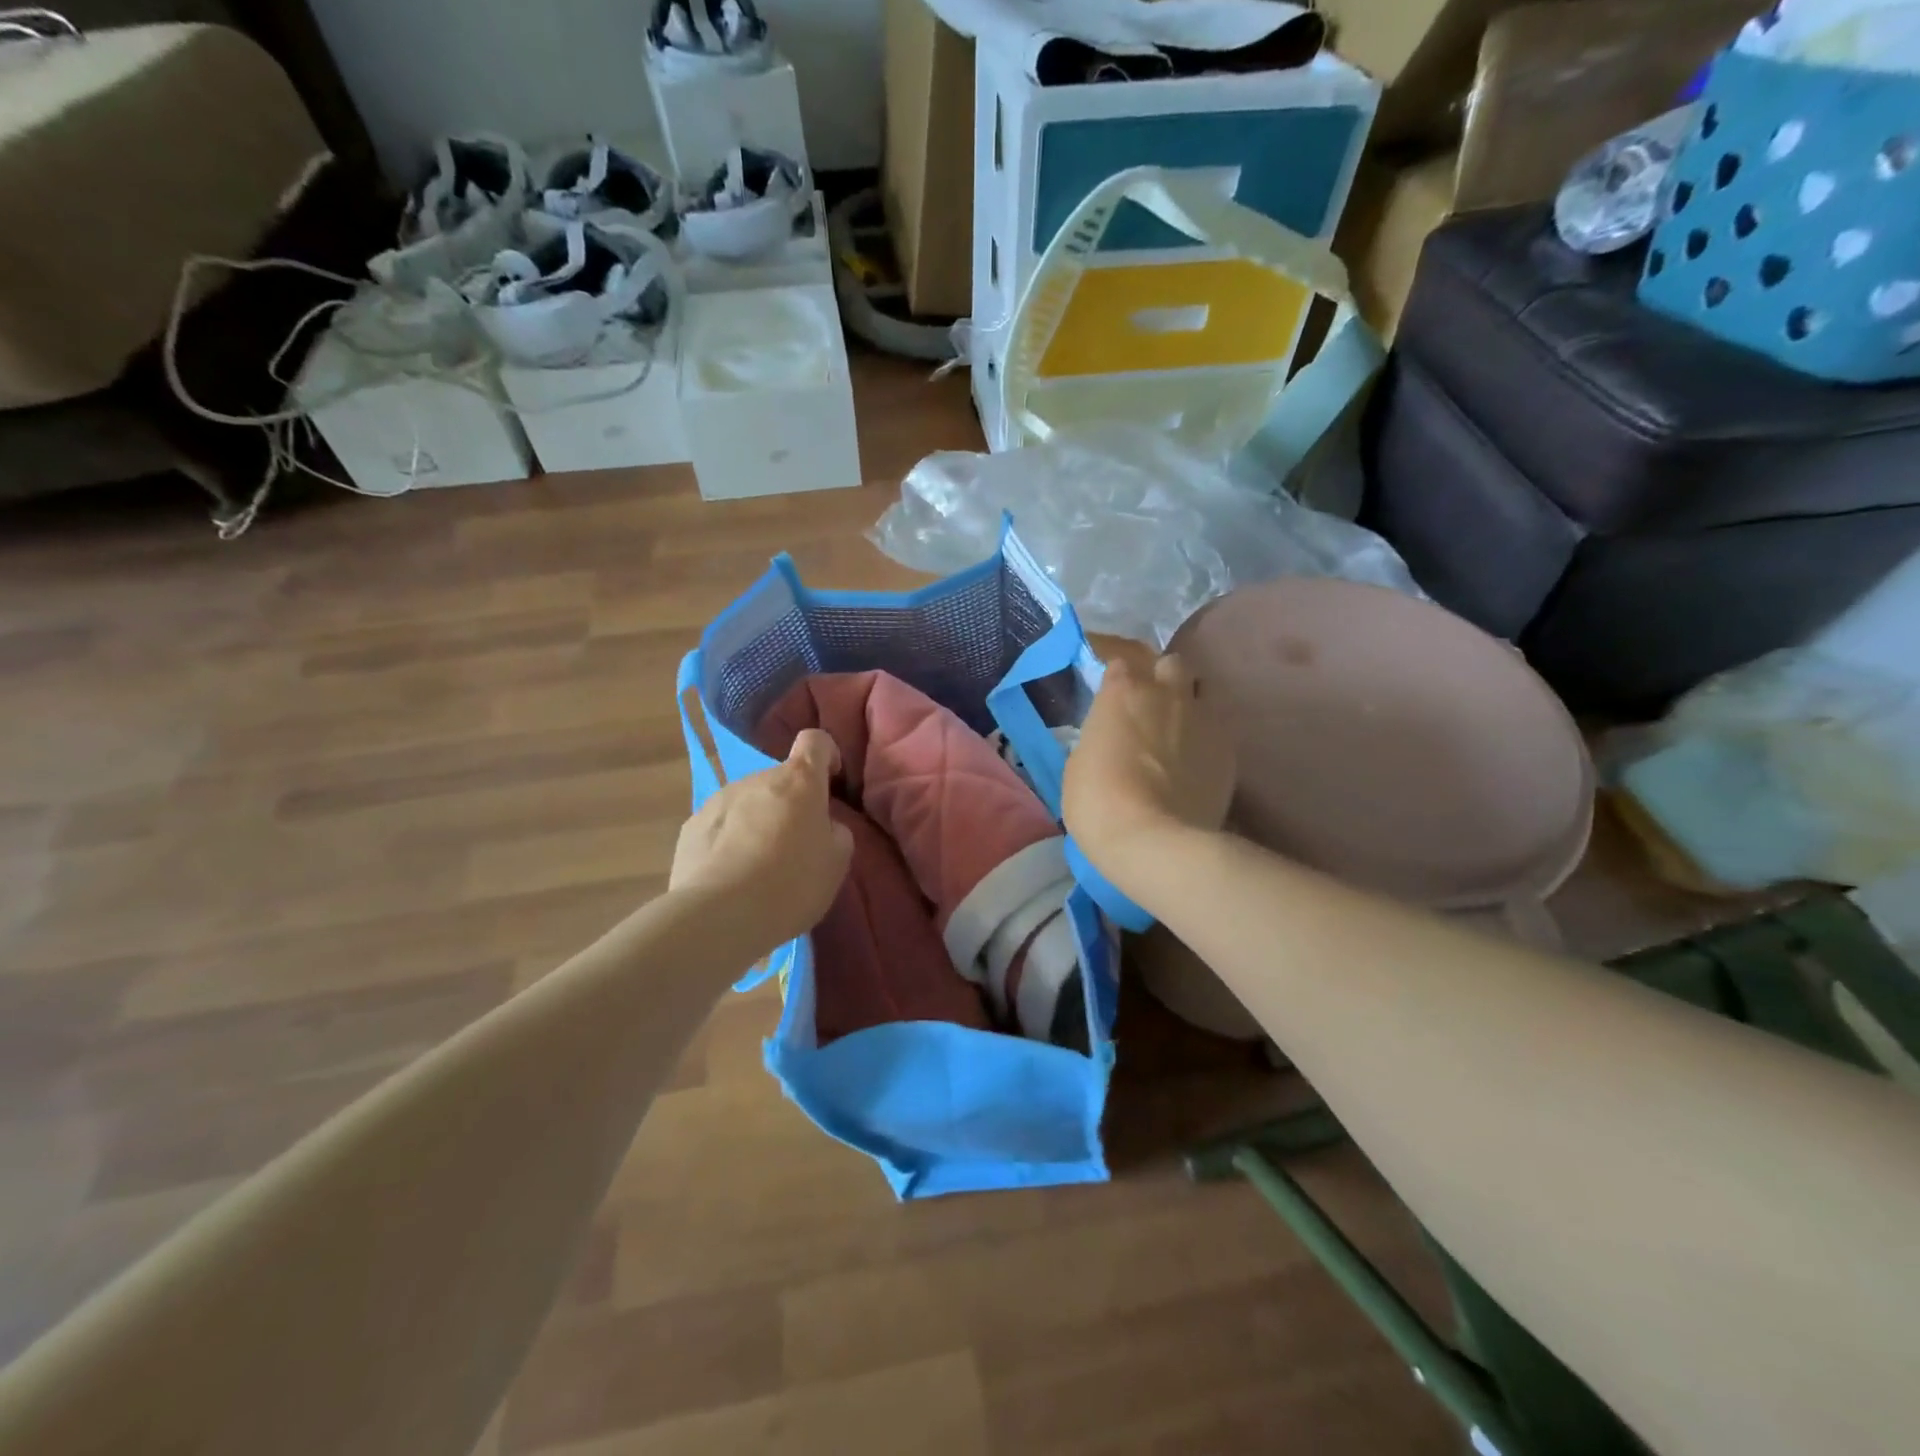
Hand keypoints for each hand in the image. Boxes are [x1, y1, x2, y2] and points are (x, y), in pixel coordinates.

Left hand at [670, 729, 853, 948]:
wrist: (720, 917)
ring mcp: (718, 800)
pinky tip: (731, 878)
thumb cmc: (792, 883)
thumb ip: (836, 832)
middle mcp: (756, 779)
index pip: (815, 741)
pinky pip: (720, 826)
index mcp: (798, 781)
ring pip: (748, 803)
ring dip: (758, 822)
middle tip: (796, 846)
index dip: (827, 755)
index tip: (830, 782)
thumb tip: (824, 825)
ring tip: (759, 867)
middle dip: (790, 804)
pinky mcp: (690, 828)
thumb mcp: (837, 862)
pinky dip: (729, 842)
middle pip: (779, 780)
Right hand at [1063, 653, 1236, 892]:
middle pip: (1168, 663)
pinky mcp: (1228, 748)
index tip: (1107, 684)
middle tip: (1146, 702)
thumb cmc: (1099, 802)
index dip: (1113, 669)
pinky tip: (1195, 760)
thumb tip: (1111, 736)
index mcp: (1122, 691)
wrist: (1155, 841)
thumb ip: (1099, 735)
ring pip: (1200, 690)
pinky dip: (1204, 736)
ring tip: (1176, 728)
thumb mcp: (1079, 763)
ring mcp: (1203, 717)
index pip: (1119, 657)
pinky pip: (1217, 727)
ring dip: (1186, 701)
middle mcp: (1166, 692)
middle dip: (1158, 676)